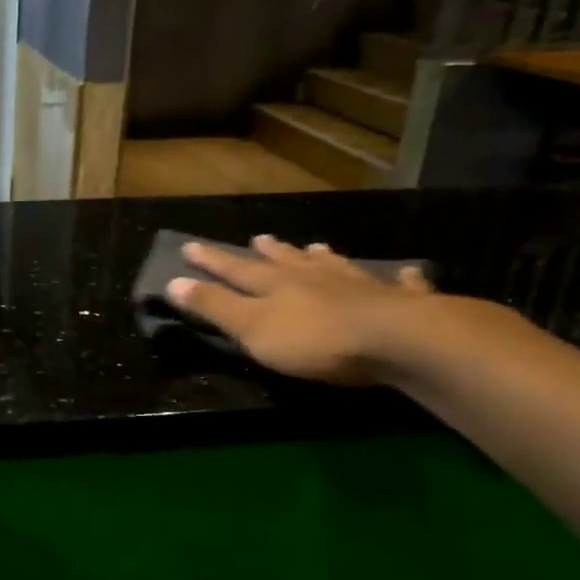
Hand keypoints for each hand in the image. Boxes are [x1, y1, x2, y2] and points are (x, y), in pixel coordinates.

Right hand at [164, 236, 434, 385]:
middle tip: (259, 239)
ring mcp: (358, 286)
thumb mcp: (251, 328)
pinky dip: (400, 278)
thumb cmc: (314, 339)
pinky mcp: (398, 302)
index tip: (190, 246)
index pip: (235, 269)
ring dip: (321, 258)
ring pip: (334, 266)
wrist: (395, 340)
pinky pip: (399, 285)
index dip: (212, 260)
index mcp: (275, 285)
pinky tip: (408, 272)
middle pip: (286, 262)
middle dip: (269, 252)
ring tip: (316, 248)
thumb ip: (214, 306)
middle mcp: (314, 277)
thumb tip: (172, 281)